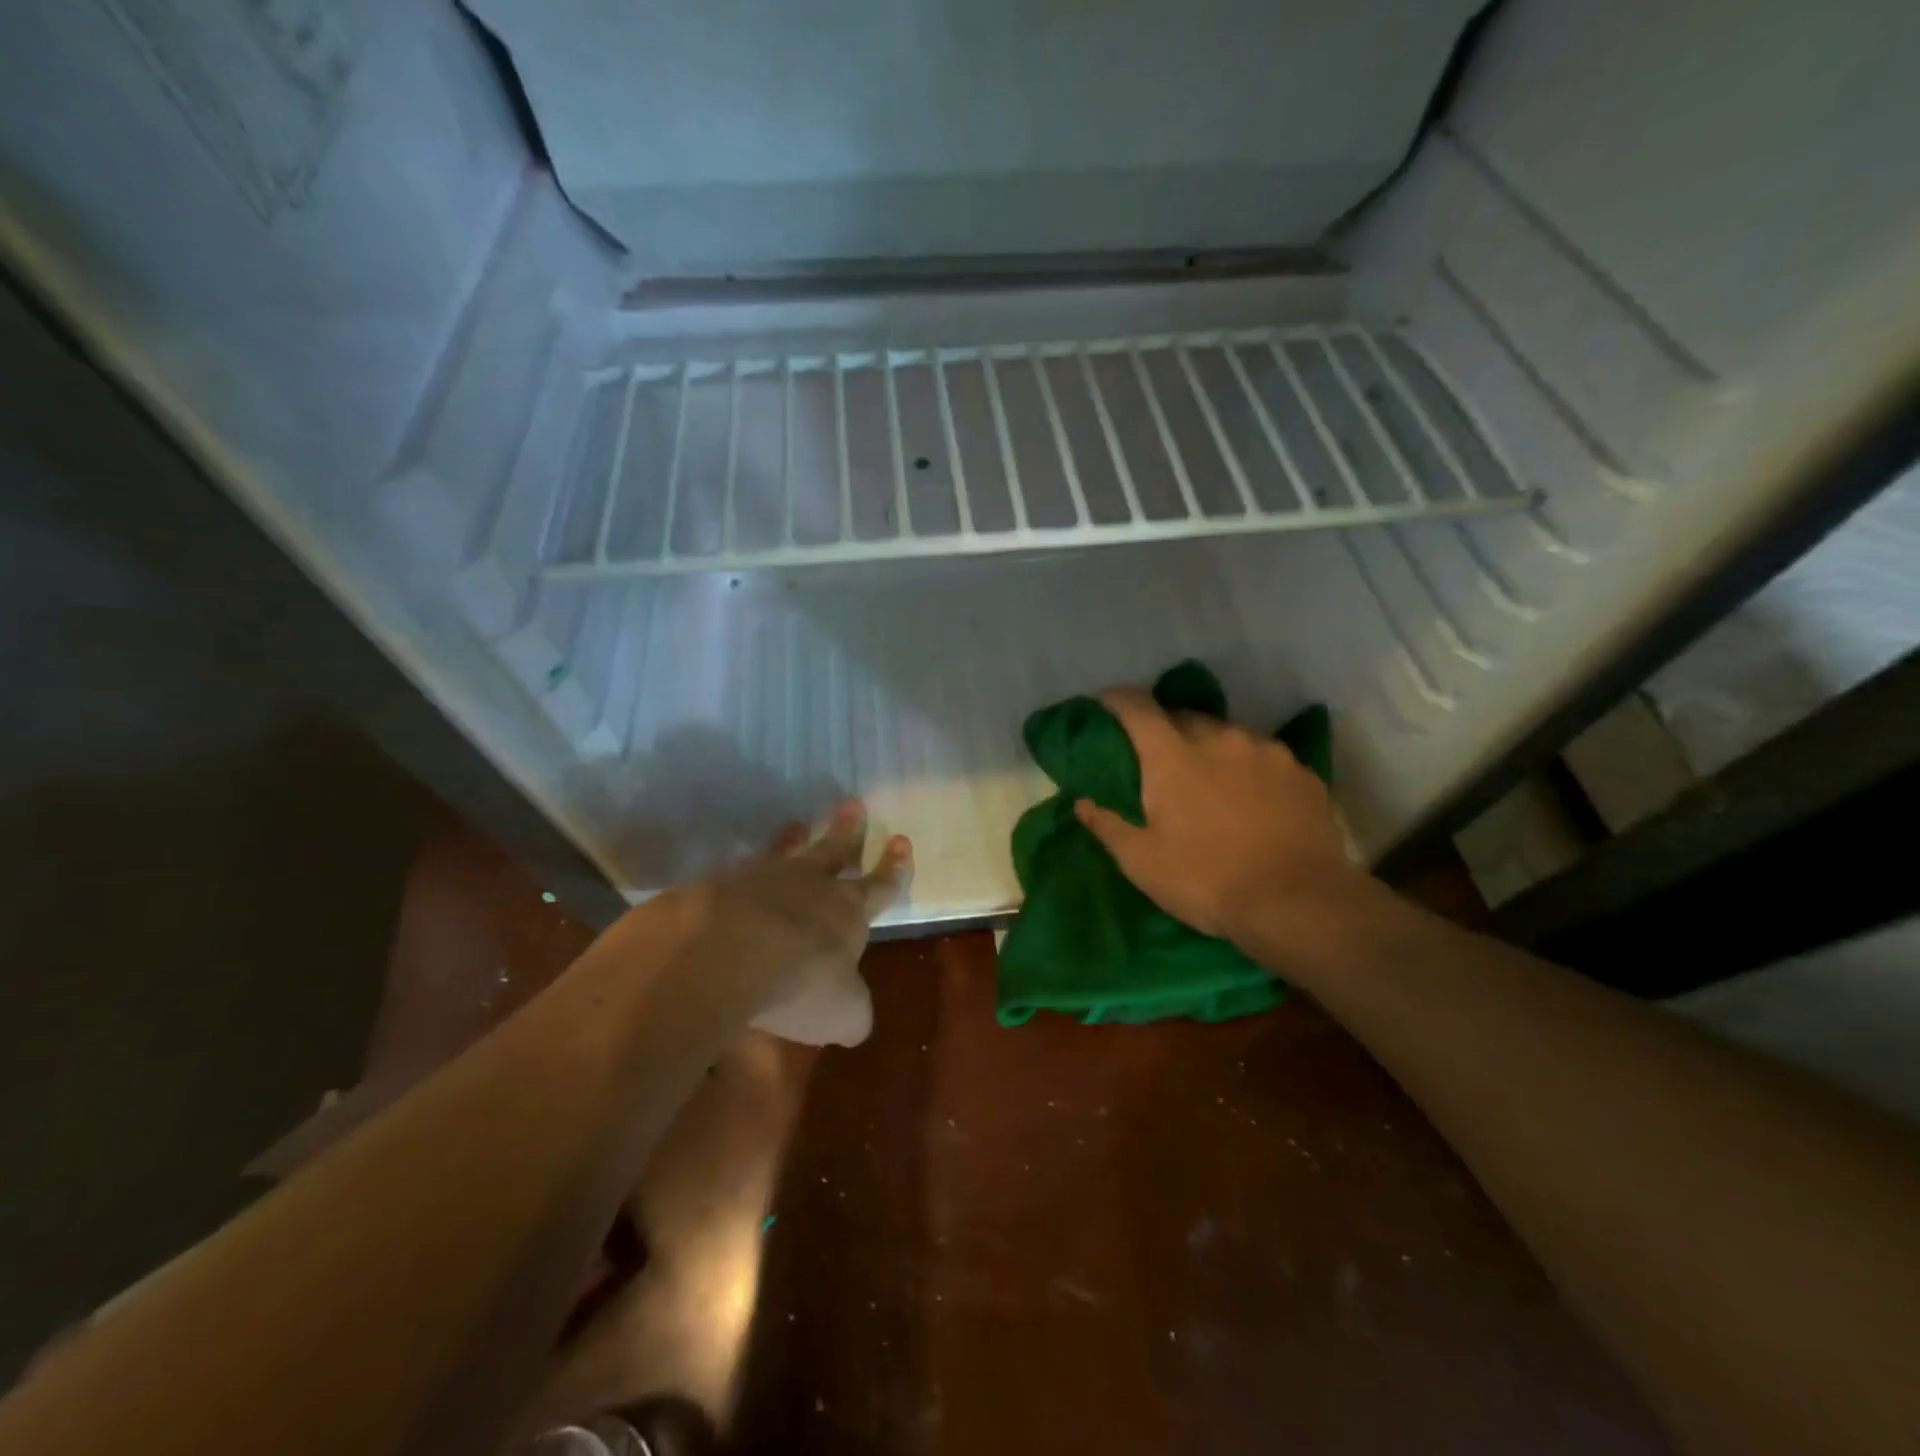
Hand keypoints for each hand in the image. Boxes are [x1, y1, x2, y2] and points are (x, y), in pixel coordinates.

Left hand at [698, 800, 910, 1046]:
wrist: (728, 951)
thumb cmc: (801, 982)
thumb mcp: (842, 1013)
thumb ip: (852, 1011)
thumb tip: (855, 1017)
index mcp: (848, 912)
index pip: (881, 886)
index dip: (894, 868)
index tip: (901, 840)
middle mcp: (810, 885)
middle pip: (834, 850)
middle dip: (847, 830)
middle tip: (853, 805)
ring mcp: (762, 878)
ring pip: (786, 851)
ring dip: (793, 838)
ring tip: (796, 823)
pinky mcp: (720, 884)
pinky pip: (738, 871)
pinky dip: (743, 869)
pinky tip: (736, 870)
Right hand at [1073, 689, 1358, 952]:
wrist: (1298, 903)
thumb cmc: (1207, 880)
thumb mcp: (1142, 862)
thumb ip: (1108, 826)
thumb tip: (1083, 803)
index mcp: (1173, 756)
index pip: (1138, 708)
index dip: (1118, 700)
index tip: (1107, 703)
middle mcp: (1220, 738)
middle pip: (1185, 717)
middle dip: (1166, 728)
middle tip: (1159, 756)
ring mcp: (1267, 751)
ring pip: (1228, 734)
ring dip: (1211, 747)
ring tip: (1210, 779)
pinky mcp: (1302, 772)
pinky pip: (1264, 757)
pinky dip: (1249, 768)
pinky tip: (1253, 798)